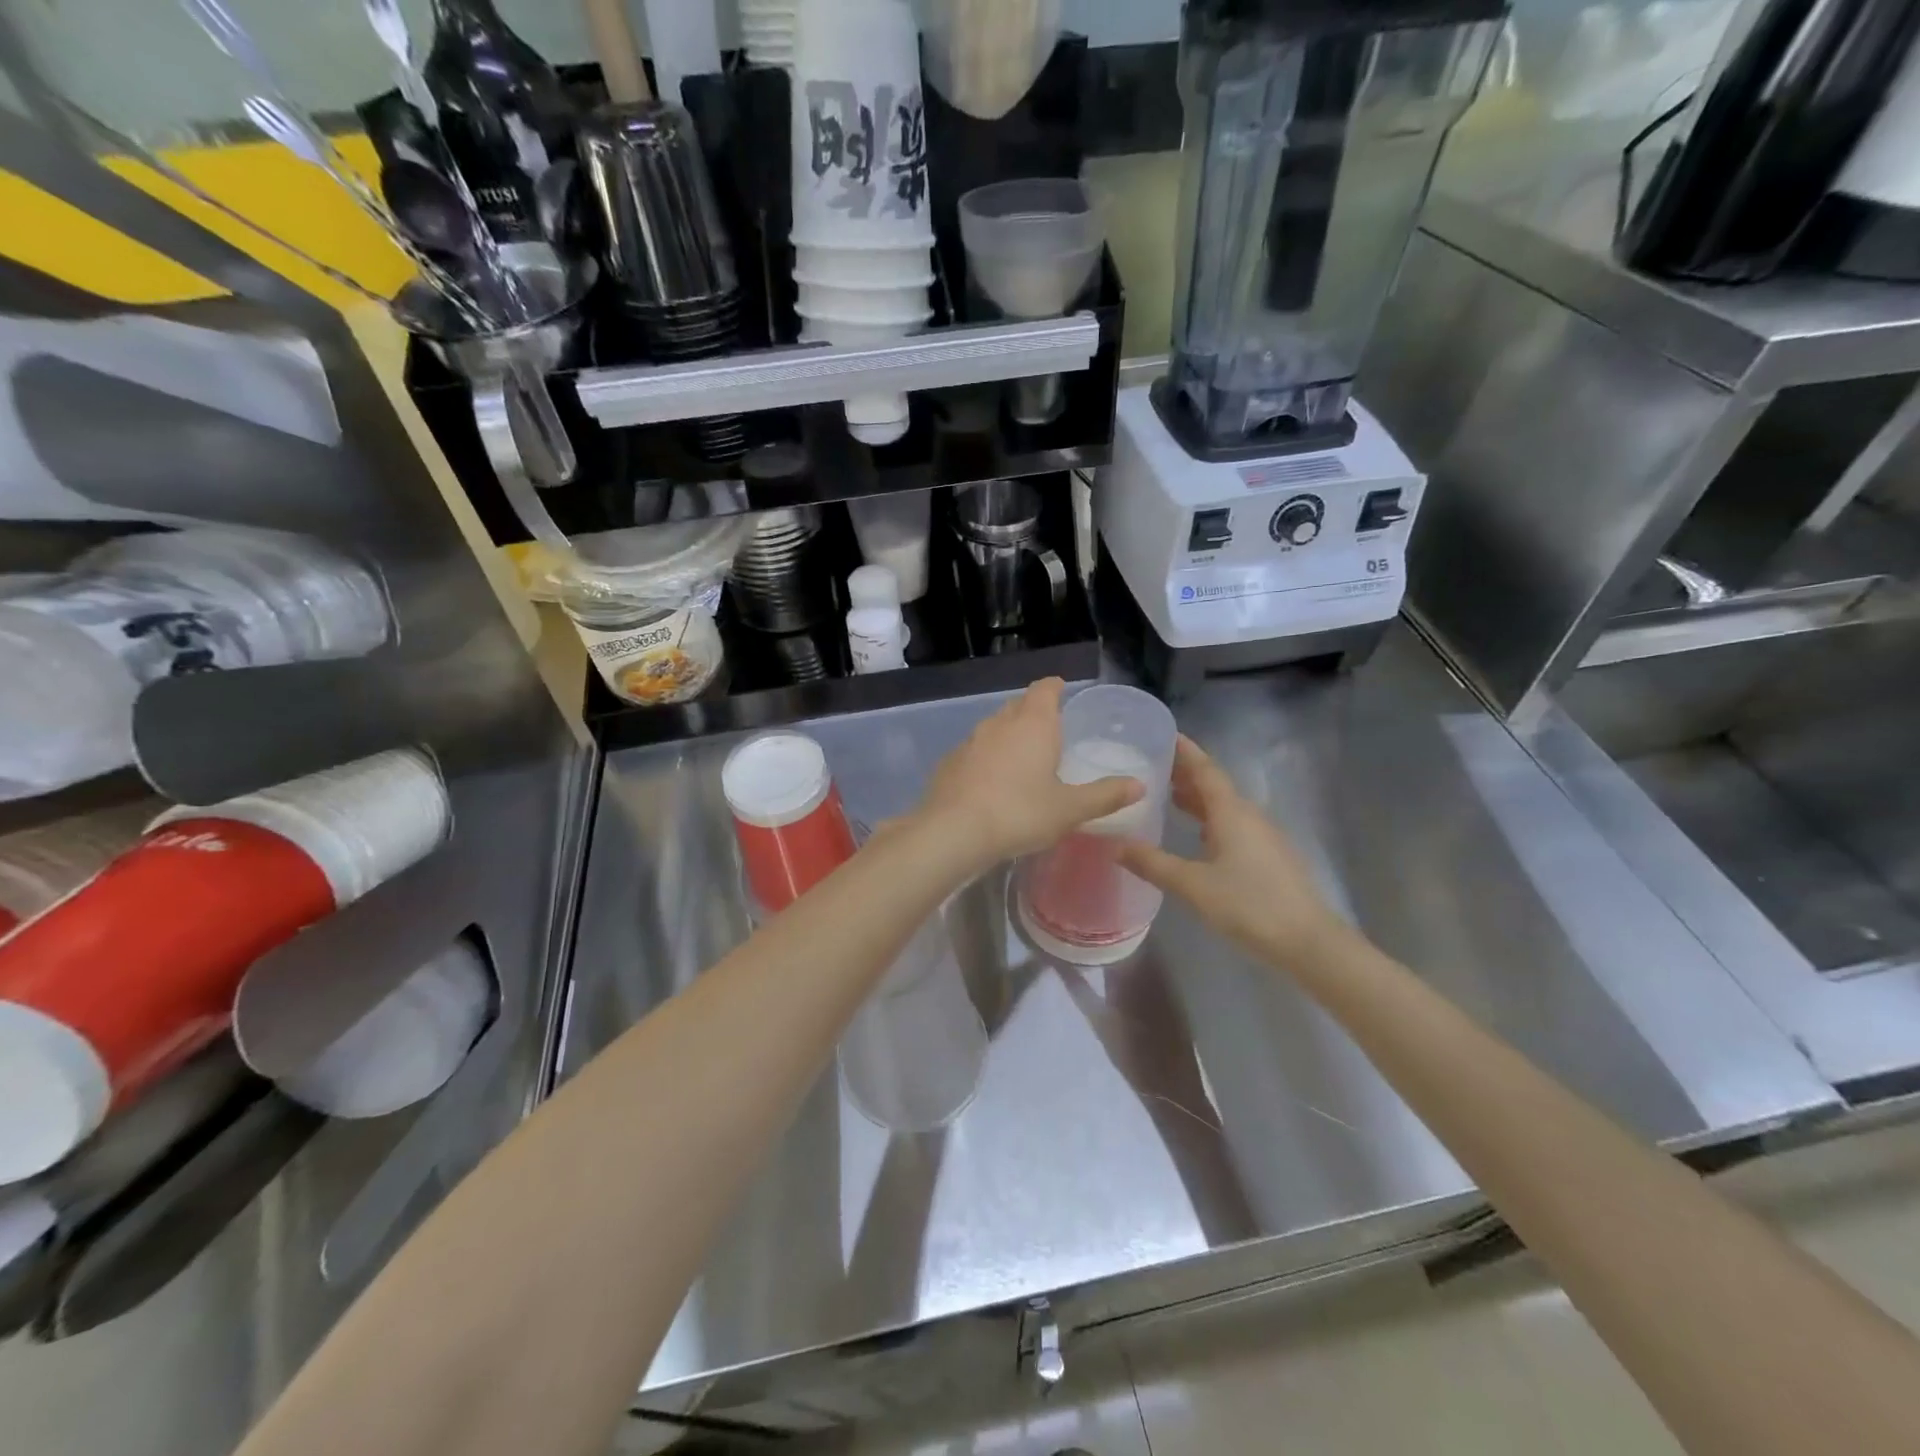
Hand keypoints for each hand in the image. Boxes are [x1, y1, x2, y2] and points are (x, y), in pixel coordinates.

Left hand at [913, 678, 1142, 871]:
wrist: (953, 831)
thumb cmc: (1019, 813)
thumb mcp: (1069, 809)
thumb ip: (1104, 795)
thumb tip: (1139, 785)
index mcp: (1033, 724)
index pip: (1045, 690)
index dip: (1055, 687)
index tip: (1062, 689)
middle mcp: (1000, 723)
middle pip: (1018, 706)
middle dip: (1033, 712)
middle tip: (1050, 730)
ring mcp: (970, 741)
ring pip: (994, 727)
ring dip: (1008, 735)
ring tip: (1023, 757)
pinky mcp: (949, 762)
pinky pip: (974, 751)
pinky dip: (986, 758)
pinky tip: (991, 782)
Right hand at [1118, 736, 1350, 965]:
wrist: (1307, 941)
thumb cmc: (1248, 904)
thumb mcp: (1192, 885)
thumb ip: (1153, 863)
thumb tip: (1116, 846)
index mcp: (1231, 812)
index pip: (1205, 770)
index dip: (1185, 752)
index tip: (1164, 734)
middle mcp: (1249, 816)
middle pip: (1215, 786)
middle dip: (1186, 774)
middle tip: (1154, 767)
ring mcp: (1263, 837)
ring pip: (1225, 807)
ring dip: (1198, 799)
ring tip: (1168, 796)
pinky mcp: (1269, 857)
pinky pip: (1233, 825)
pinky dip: (1210, 820)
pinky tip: (1197, 835)